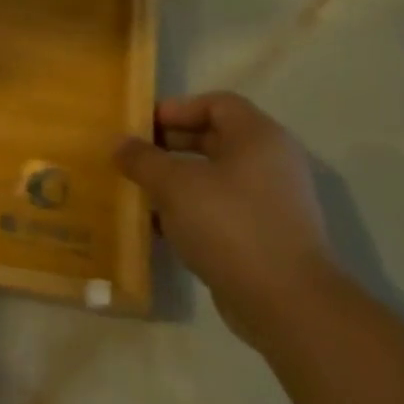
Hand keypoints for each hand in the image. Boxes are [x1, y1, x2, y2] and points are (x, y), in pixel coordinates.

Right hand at [115, 93, 342, 346]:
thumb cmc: (229, 225)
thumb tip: (120, 144)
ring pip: (212, 176)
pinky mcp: (261, 233)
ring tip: (136, 190)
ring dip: (173, 180)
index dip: (176, 109)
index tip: (139, 127)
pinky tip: (155, 226)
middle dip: (168, 145)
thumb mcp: (174, 185)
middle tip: (130, 157)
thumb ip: (143, 159)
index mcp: (257, 138)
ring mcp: (268, 200)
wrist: (284, 299)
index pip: (216, 103)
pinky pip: (217, 208)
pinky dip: (186, 210)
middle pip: (213, 138)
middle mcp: (269, 162)